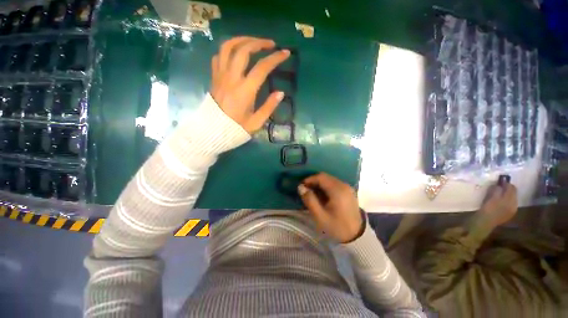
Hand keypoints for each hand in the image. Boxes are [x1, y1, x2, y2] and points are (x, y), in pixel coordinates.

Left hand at [210, 36, 289, 132]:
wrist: (213, 131)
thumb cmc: (236, 128)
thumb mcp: (257, 122)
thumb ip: (269, 107)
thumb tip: (281, 93)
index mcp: (245, 91)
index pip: (262, 68)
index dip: (275, 58)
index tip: (285, 53)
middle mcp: (231, 78)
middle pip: (244, 50)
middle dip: (259, 42)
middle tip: (270, 44)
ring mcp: (220, 76)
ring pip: (228, 47)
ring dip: (242, 40)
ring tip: (253, 42)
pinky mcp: (214, 77)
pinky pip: (219, 56)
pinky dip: (228, 50)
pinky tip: (236, 53)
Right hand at [298, 173, 362, 242]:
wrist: (357, 236)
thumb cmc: (337, 227)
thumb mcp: (320, 216)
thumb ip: (309, 200)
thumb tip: (300, 187)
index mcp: (337, 190)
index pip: (321, 177)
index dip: (309, 179)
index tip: (302, 187)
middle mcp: (343, 185)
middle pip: (325, 177)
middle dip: (314, 181)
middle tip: (306, 191)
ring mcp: (347, 187)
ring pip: (329, 179)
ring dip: (319, 184)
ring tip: (312, 194)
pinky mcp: (348, 191)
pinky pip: (334, 184)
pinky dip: (326, 187)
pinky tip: (322, 196)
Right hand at [478, 182, 517, 227]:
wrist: (485, 222)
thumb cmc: (487, 208)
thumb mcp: (491, 197)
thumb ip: (497, 190)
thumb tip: (499, 185)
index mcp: (510, 199)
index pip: (512, 188)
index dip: (506, 184)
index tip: (500, 182)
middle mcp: (514, 204)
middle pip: (513, 193)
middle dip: (507, 190)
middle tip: (499, 187)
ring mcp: (512, 210)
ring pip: (512, 199)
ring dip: (507, 196)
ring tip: (499, 195)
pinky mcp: (509, 214)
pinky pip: (510, 205)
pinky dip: (506, 202)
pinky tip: (500, 203)